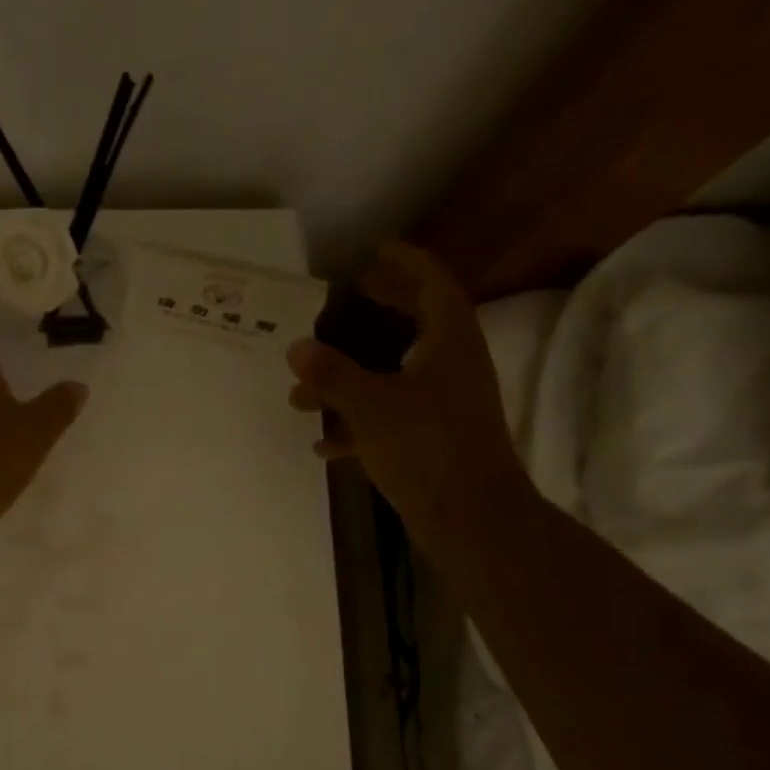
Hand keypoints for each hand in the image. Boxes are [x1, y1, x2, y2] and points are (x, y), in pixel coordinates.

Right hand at [287, 243, 530, 553]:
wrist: (470, 518)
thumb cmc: (425, 447)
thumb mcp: (370, 405)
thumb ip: (332, 373)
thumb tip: (298, 346)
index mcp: (449, 343)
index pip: (432, 285)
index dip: (405, 264)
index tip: (375, 252)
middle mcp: (452, 368)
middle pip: (417, 325)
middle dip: (382, 311)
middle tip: (350, 299)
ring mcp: (445, 407)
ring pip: (395, 377)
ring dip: (351, 379)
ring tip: (302, 393)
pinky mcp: (434, 442)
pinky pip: (391, 420)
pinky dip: (358, 425)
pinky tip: (324, 444)